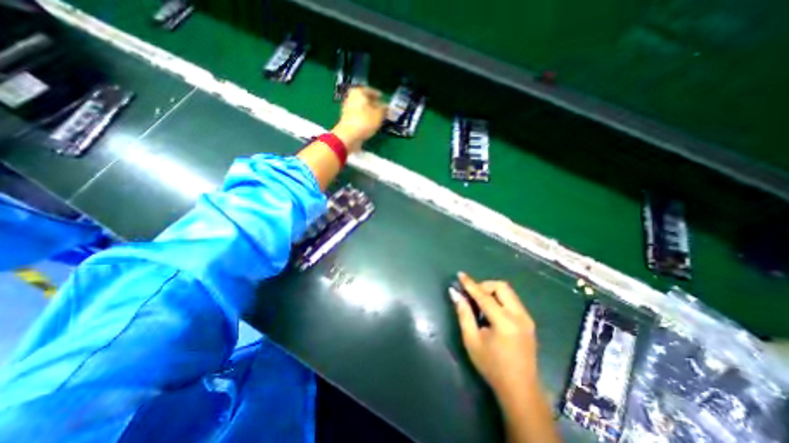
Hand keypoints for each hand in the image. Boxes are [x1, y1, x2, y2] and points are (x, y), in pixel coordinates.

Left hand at [330, 87, 387, 152]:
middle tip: (382, 109)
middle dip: (374, 104)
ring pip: (362, 108)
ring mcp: (347, 109)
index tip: (384, 99)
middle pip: (365, 99)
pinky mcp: (347, 119)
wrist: (349, 136)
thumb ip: (384, 109)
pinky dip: (364, 118)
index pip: (371, 91)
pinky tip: (370, 124)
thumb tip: (386, 106)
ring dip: (369, 112)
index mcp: (359, 92)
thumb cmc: (365, 121)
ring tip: (377, 118)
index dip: (378, 95)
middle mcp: (351, 97)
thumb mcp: (379, 114)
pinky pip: (358, 116)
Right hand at [450, 273, 543, 398]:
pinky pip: (512, 301)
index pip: (484, 295)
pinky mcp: (529, 322)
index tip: (460, 275)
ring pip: (508, 292)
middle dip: (485, 286)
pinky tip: (491, 312)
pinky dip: (500, 299)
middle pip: (502, 287)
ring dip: (492, 292)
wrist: (520, 390)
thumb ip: (464, 314)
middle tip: (472, 295)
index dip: (471, 284)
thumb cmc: (492, 366)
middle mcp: (520, 316)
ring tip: (480, 304)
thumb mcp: (471, 340)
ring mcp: (527, 318)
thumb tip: (455, 293)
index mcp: (505, 322)